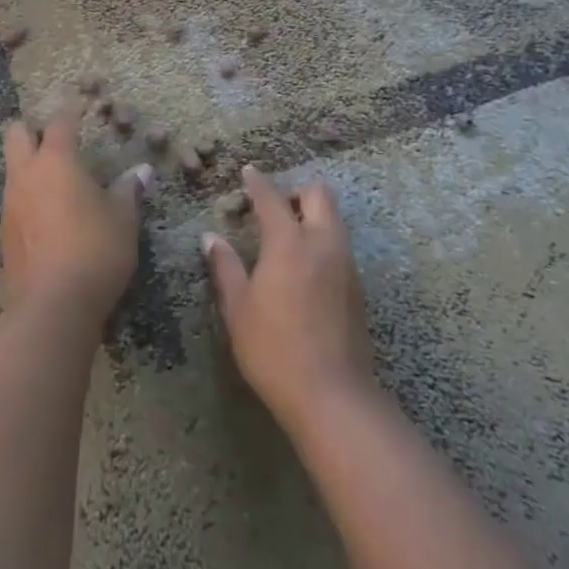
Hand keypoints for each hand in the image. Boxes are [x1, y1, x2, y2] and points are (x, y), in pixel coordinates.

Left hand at [1, 112, 150, 325]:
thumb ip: (129, 191)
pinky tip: (47, 216)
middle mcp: (26, 175)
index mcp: (56, 160)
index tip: (79, 107)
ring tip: (54, 179)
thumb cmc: (95, 249)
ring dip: (28, 165)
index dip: (70, 112)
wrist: (52, 306)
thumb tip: (141, 172)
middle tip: (54, 138)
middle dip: (31, 129)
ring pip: (12, 168)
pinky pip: (13, 201)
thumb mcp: (123, 219)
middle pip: (16, 134)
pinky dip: (27, 198)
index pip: (60, 122)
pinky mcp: (4, 235)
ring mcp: (10, 204)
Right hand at [204, 166, 376, 434]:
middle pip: (319, 194)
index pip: (272, 198)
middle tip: (275, 207)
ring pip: (334, 219)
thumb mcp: (239, 310)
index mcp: (289, 243)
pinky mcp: (357, 287)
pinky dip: (322, 240)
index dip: (258, 182)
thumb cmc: (275, 350)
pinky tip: (306, 266)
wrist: (333, 396)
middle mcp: (322, 243)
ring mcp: (345, 264)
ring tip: (288, 235)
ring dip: (313, 215)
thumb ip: (226, 268)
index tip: (248, 172)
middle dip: (296, 191)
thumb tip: (211, 238)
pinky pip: (339, 245)